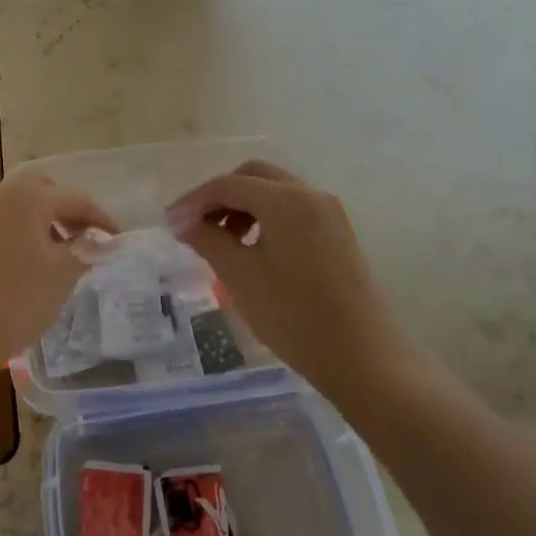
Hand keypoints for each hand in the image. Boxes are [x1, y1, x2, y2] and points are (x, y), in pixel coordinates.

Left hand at [0, 174, 115, 375]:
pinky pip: (4, 218)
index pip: (76, 199)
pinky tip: (34, 257)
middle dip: (69, 209)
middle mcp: (0, 192)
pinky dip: (24, 227)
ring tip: (64, 249)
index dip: (102, 219)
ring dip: (46, 217)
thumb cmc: (15, 302)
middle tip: (88, 236)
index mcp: (27, 196)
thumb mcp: (62, 274)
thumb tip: (102, 240)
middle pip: (45, 189)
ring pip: (22, 202)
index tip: (119, 239)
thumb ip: (86, 249)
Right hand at [167, 160, 409, 398]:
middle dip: (220, 195)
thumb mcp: (240, 277)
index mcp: (285, 200)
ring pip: (274, 190)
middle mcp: (309, 194)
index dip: (194, 200)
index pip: (228, 184)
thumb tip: (182, 222)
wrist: (365, 359)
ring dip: (243, 205)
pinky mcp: (337, 231)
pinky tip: (253, 248)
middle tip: (197, 226)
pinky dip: (266, 217)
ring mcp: (328, 211)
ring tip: (222, 241)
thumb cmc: (295, 317)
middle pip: (253, 176)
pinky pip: (292, 208)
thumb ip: (207, 240)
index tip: (170, 222)